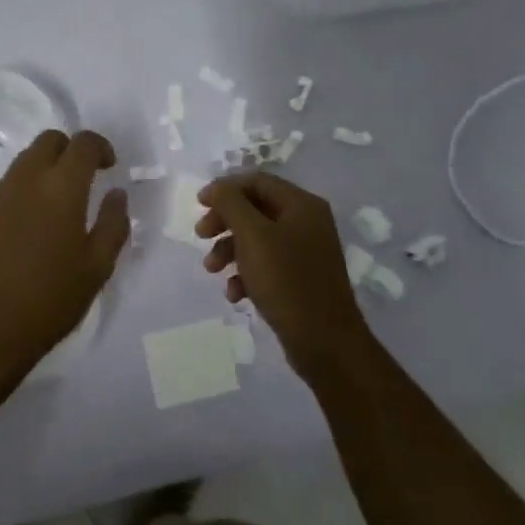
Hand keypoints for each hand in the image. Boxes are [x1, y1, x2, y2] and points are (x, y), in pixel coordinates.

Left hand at [0, 129, 128, 385]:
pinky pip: (10, 182)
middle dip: (70, 149)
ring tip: (61, 203)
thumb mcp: (97, 267)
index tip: (110, 167)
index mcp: (62, 186)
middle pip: (50, 140)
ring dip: (47, 167)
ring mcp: (0, 193)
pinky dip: (28, 186)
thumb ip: (113, 224)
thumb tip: (116, 194)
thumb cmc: (50, 298)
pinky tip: (35, 222)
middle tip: (85, 178)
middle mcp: (28, 178)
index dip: (101, 147)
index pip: (83, 143)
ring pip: (27, 159)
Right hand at [196, 172, 373, 381]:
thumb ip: (231, 204)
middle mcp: (307, 223)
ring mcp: (306, 252)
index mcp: (302, 205)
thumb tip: (216, 188)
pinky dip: (246, 274)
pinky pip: (267, 266)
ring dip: (230, 250)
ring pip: (258, 239)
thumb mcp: (253, 236)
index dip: (226, 188)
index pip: (258, 181)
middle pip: (255, 209)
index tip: (199, 204)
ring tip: (212, 270)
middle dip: (225, 221)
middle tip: (201, 235)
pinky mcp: (301, 280)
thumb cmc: (287, 281)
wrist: (325, 343)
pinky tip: (235, 294)